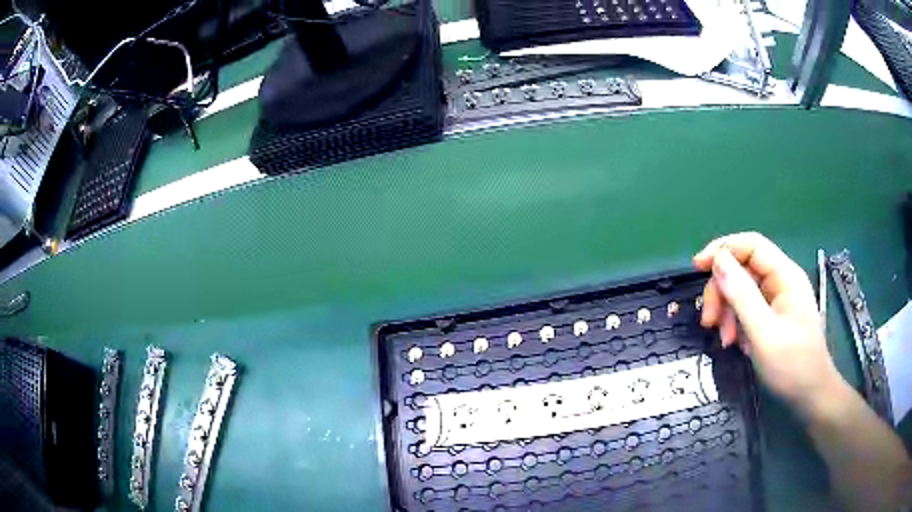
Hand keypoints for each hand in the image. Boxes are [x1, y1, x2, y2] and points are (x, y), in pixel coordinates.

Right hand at [693, 232, 841, 414]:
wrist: (811, 395)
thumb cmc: (792, 365)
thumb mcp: (764, 333)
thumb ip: (742, 296)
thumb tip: (717, 261)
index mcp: (785, 276)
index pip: (751, 245)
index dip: (723, 249)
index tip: (697, 267)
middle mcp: (781, 281)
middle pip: (743, 269)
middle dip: (722, 292)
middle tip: (708, 322)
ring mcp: (778, 299)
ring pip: (742, 291)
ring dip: (727, 312)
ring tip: (725, 340)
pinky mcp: (774, 316)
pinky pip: (748, 309)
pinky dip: (736, 323)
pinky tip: (736, 344)